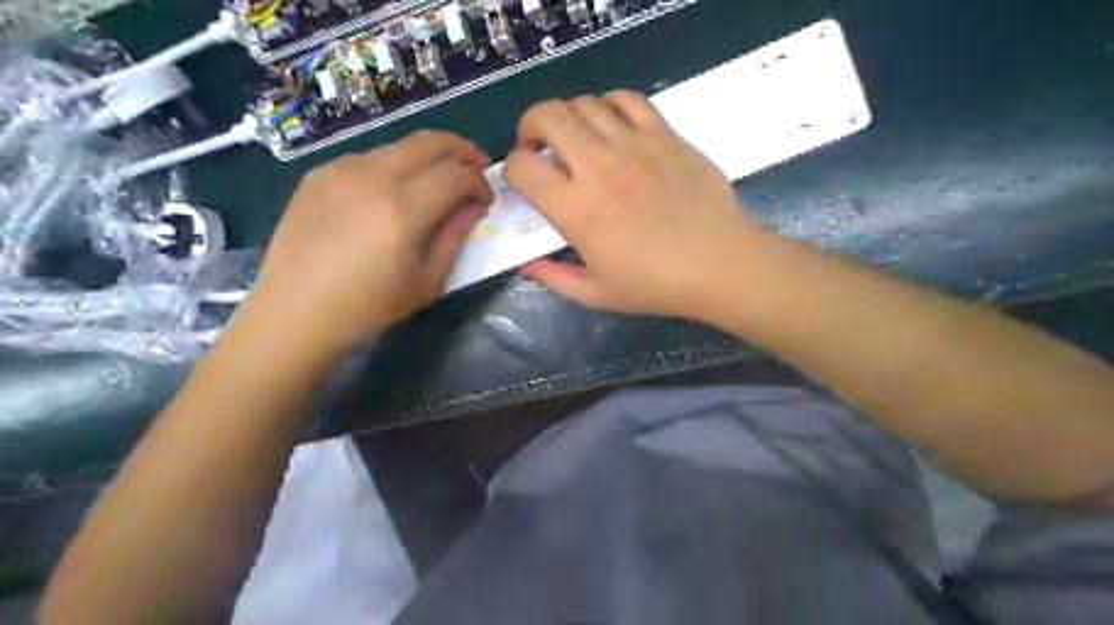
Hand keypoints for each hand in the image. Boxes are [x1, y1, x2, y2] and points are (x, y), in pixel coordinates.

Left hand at [239, 128, 490, 356]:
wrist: (296, 312)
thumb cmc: (370, 307)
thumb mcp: (428, 281)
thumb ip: (455, 237)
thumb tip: (474, 207)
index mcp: (404, 209)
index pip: (457, 174)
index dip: (480, 182)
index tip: (486, 199)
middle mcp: (373, 177)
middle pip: (430, 141)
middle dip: (462, 150)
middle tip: (475, 168)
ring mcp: (341, 170)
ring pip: (398, 146)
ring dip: (426, 158)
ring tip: (433, 183)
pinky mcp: (319, 174)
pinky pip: (368, 158)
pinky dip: (393, 167)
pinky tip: (390, 194)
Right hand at [506, 92, 775, 322]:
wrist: (720, 264)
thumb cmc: (656, 285)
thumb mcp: (596, 294)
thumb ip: (553, 278)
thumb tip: (524, 266)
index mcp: (577, 210)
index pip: (522, 166)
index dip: (511, 169)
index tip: (524, 182)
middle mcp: (599, 167)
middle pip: (547, 116)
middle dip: (530, 126)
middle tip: (539, 148)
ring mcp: (634, 145)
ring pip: (584, 104)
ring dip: (568, 117)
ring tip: (576, 140)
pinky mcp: (665, 135)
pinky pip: (628, 99)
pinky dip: (609, 104)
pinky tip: (612, 126)